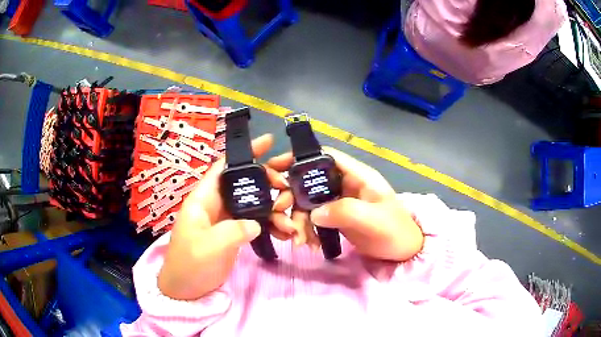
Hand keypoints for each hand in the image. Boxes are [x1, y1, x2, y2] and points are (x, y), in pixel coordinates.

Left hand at [158, 134, 293, 300]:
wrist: (187, 289)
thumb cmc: (190, 264)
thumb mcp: (208, 247)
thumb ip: (233, 231)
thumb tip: (256, 223)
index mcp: (204, 199)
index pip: (224, 167)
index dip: (244, 152)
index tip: (269, 142)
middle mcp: (216, 204)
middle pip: (244, 182)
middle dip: (268, 181)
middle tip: (288, 186)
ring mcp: (227, 219)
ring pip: (254, 203)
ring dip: (274, 208)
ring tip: (290, 220)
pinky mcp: (235, 233)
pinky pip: (256, 222)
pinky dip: (271, 225)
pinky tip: (284, 233)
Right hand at [267, 147, 423, 261]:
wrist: (403, 251)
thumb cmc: (395, 231)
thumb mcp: (374, 220)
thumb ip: (345, 211)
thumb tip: (314, 213)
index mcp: (357, 175)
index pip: (325, 156)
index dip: (300, 158)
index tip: (276, 168)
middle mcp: (345, 184)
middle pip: (310, 180)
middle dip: (292, 196)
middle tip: (281, 214)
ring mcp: (339, 201)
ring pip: (307, 201)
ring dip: (297, 219)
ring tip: (299, 240)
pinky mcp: (335, 217)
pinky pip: (312, 218)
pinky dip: (305, 229)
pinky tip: (308, 244)